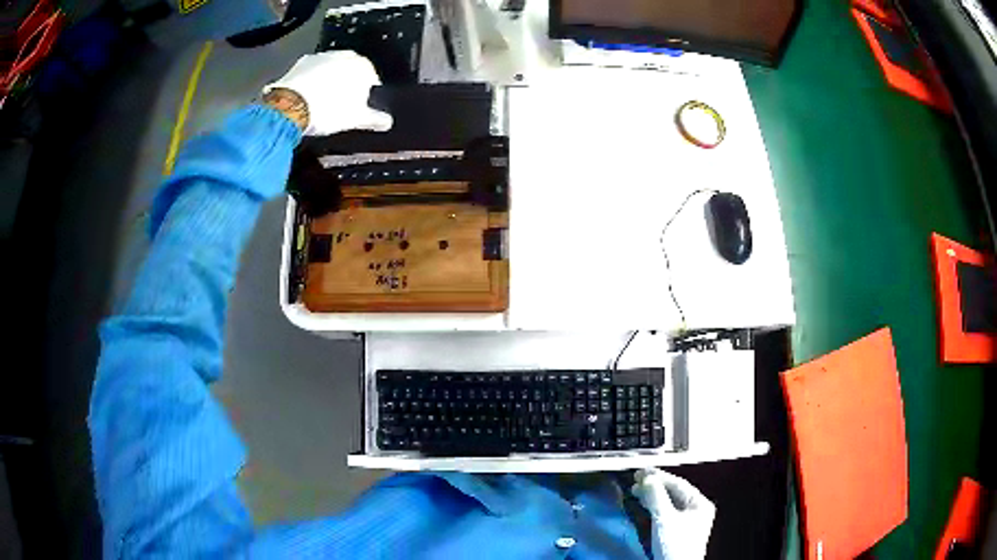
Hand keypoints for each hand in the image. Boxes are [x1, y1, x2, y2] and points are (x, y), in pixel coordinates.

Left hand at [263, 51, 391, 135]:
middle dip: (346, 85)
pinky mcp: (300, 64)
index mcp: (362, 65)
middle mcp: (342, 56)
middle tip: (340, 105)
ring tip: (322, 104)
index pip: (371, 77)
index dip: (366, 93)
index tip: (360, 105)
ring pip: (329, 70)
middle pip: (349, 71)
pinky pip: (310, 73)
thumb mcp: (355, 119)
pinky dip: (310, 83)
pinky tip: (307, 99)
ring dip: (328, 82)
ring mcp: (320, 57)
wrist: (291, 107)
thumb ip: (374, 119)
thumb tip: (386, 122)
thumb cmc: (326, 110)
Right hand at [631, 468, 715, 559]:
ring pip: (668, 502)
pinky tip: (644, 504)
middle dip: (654, 486)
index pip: (678, 484)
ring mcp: (687, 521)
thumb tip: (647, 478)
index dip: (659, 476)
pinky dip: (653, 506)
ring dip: (652, 496)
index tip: (642, 472)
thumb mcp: (665, 519)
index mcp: (700, 504)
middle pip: (673, 492)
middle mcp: (696, 510)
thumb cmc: (675, 545)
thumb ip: (657, 497)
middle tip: (637, 480)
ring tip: (636, 490)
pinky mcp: (676, 531)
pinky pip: (665, 512)